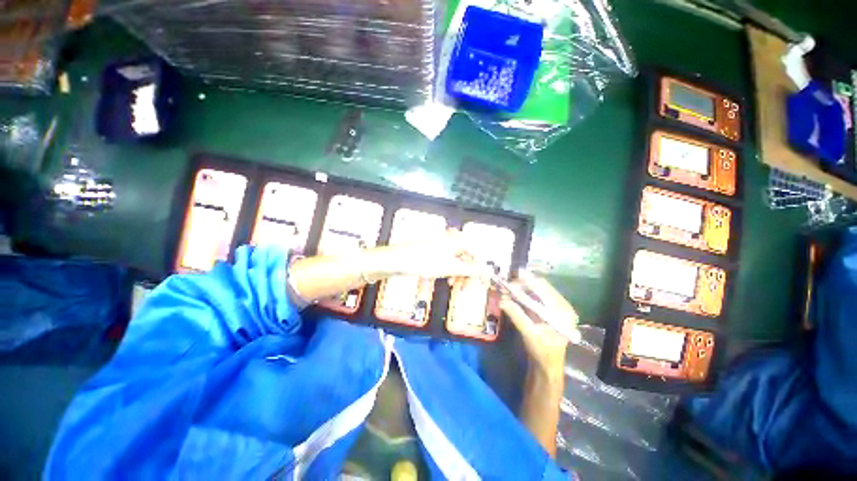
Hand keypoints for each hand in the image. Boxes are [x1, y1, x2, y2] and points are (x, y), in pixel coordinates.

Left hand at [364, 229, 491, 281]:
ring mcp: (440, 246)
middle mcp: (450, 240)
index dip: (481, 270)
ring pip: (456, 261)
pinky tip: (445, 279)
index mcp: (457, 240)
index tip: (483, 284)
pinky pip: (446, 262)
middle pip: (466, 258)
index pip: (477, 254)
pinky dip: (448, 272)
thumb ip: (472, 270)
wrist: (396, 260)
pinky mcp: (432, 252)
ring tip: (454, 286)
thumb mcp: (451, 267)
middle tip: (465, 289)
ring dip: (458, 275)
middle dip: (467, 274)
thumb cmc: (423, 261)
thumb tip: (489, 271)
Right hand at [500, 271, 577, 377]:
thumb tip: (501, 300)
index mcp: (562, 310)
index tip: (509, 282)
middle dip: (521, 286)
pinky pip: (533, 298)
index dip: (525, 283)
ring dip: (520, 290)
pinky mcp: (546, 311)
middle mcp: (560, 305)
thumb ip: (517, 315)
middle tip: (505, 287)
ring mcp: (554, 308)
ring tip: (506, 292)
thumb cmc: (542, 352)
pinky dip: (521, 297)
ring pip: (535, 291)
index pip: (543, 287)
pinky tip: (511, 297)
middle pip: (539, 287)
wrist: (547, 367)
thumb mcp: (529, 333)